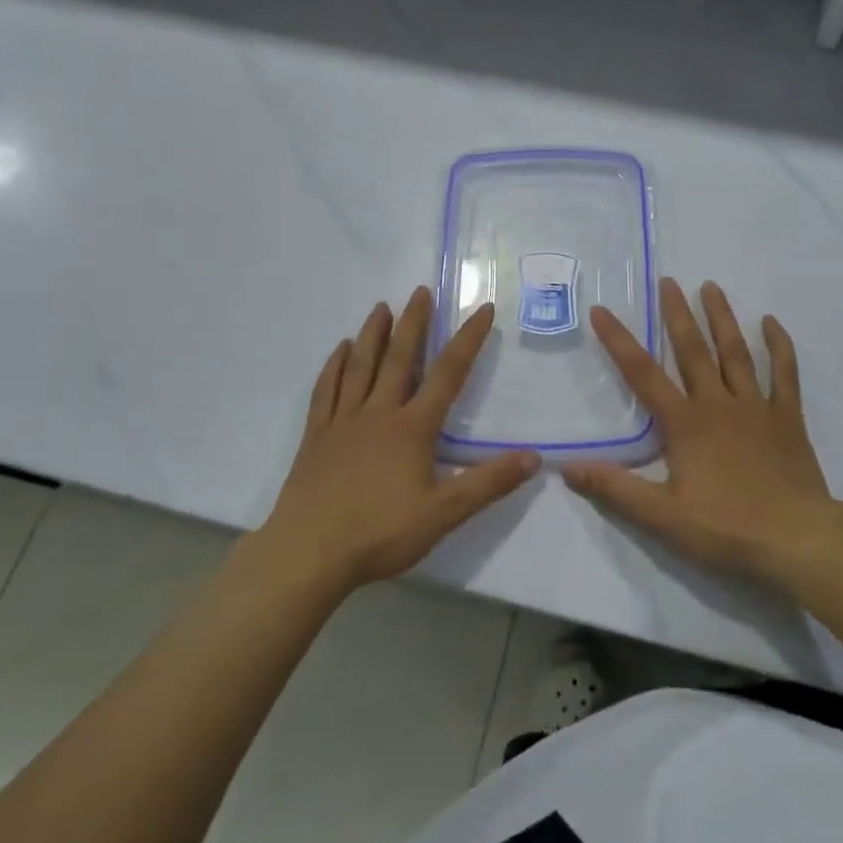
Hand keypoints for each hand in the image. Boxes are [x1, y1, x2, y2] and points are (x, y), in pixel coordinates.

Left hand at [258, 288, 538, 592]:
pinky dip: (334, 366)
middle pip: (399, 358)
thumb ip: (488, 483)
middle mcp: (378, 412)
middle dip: (413, 322)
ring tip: (381, 307)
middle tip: (420, 290)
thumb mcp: (444, 513)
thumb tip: (533, 458)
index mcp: (412, 428)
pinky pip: (326, 390)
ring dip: (372, 334)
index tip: (483, 309)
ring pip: (360, 366)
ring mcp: (343, 421)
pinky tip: (339, 351)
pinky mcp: (316, 435)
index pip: (448, 374)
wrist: (309, 552)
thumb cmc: (380, 533)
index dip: (468, 340)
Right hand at [562, 278, 839, 588]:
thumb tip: (566, 468)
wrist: (797, 539)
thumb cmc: (726, 527)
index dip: (619, 341)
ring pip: (736, 352)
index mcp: (685, 423)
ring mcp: (756, 407)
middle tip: (668, 281)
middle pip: (693, 350)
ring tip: (711, 286)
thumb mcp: (662, 516)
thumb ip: (615, 489)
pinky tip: (771, 322)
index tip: (602, 310)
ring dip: (721, 318)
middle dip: (676, 314)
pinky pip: (784, 373)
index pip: (643, 374)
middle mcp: (718, 404)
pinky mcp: (787, 418)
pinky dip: (778, 346)